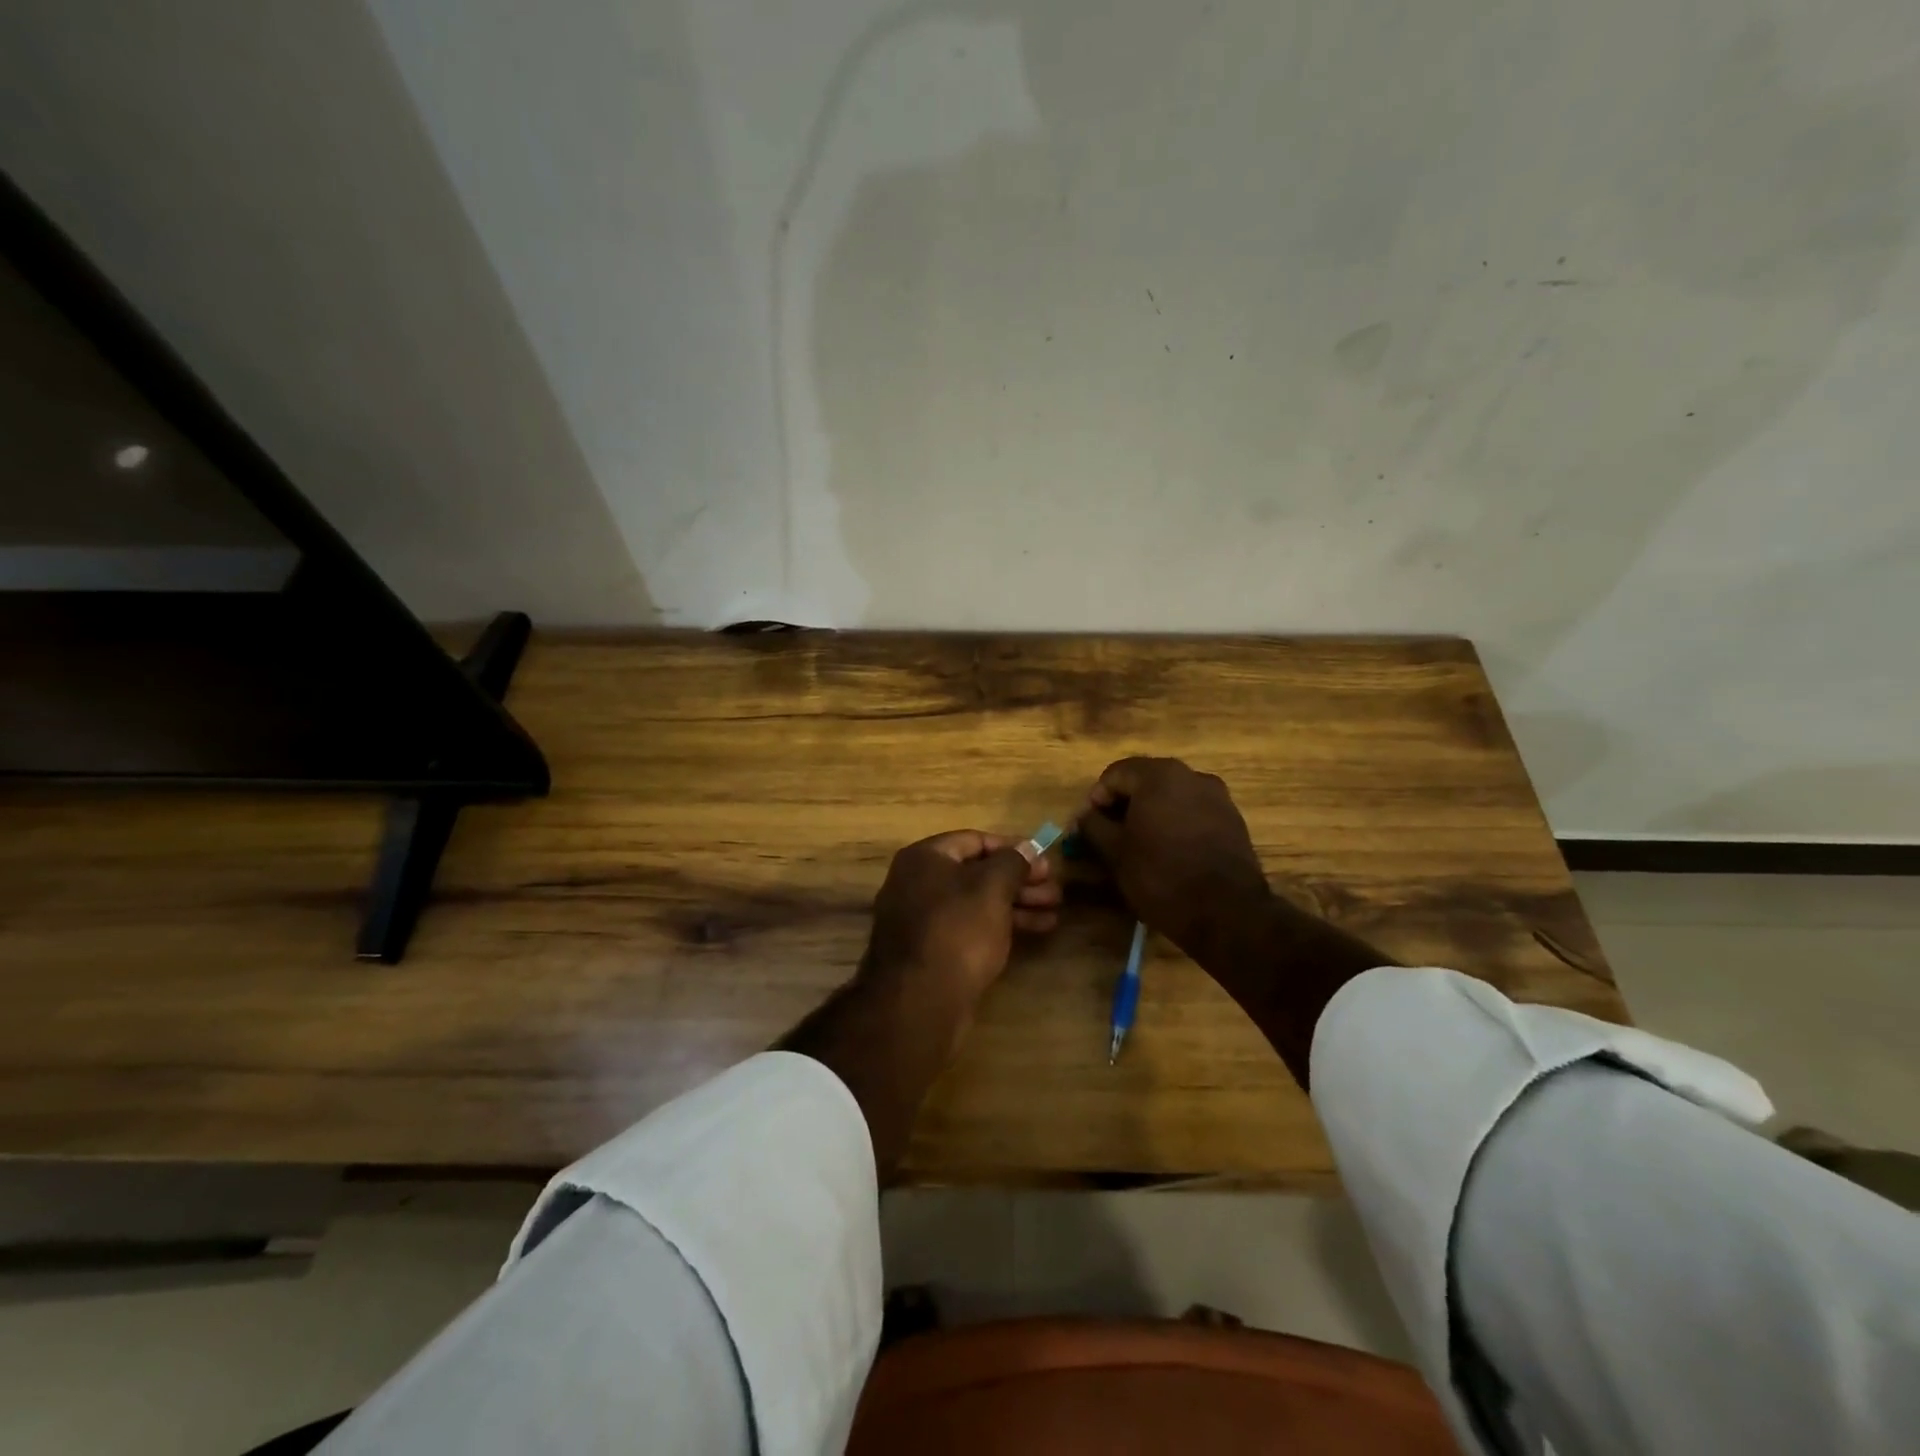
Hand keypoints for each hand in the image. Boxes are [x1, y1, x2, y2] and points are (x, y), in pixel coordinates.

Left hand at [860, 830, 1060, 1011]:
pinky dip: (1001, 925)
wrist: (919, 1002)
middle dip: (1020, 880)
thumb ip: (1013, 862)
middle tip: (1056, 891)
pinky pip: (970, 927)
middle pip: (977, 872)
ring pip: (977, 902)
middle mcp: (917, 882)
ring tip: (1055, 911)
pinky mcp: (933, 950)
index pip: (975, 840)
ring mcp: (923, 919)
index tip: (1045, 862)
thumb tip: (1029, 847)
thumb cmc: (957, 931)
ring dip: (1017, 903)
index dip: (1014, 848)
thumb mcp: (992, 888)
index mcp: (924, 858)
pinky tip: (1036, 930)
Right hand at [1076, 757, 1391, 1091]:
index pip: (1117, 773)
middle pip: (1147, 783)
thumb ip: (1097, 831)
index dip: (1097, 800)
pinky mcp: (1238, 830)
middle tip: (1108, 845)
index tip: (1087, 832)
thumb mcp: (1120, 860)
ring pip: (1173, 802)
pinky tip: (1171, 868)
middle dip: (1124, 809)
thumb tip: (1087, 821)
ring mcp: (1222, 803)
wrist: (1239, 926)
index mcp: (1164, 780)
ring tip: (1138, 861)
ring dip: (1151, 822)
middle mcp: (1197, 780)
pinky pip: (1195, 819)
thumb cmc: (1168, 888)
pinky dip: (1176, 834)